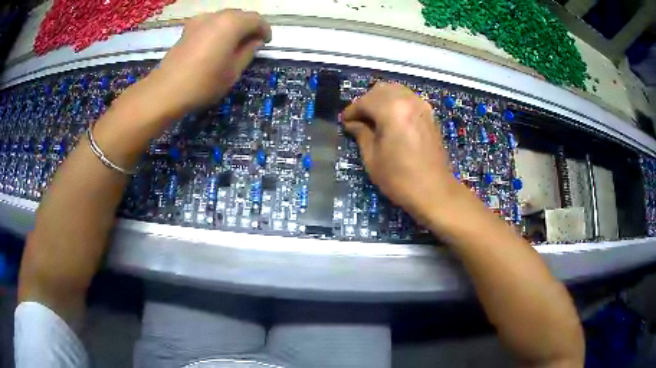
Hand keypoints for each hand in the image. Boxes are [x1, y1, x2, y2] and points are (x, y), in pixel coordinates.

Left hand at [148, 9, 271, 113]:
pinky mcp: (188, 29)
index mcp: (232, 23)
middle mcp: (217, 15)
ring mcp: (199, 20)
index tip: (266, 43)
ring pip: (224, 18)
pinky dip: (218, 29)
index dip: (264, 30)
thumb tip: (254, 41)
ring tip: (234, 44)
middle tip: (252, 44)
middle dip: (249, 27)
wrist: (166, 90)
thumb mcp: (234, 71)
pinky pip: (210, 23)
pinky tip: (216, 43)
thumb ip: (248, 51)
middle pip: (240, 15)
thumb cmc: (204, 82)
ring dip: (234, 27)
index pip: (256, 19)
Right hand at [342, 82, 459, 222]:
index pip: (365, 101)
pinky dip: (396, 103)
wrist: (434, 191)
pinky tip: (390, 119)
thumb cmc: (399, 178)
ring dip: (381, 99)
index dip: (352, 111)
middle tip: (358, 119)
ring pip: (396, 91)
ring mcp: (422, 106)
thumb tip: (352, 123)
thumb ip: (361, 134)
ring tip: (373, 118)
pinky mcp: (429, 114)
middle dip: (366, 101)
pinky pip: (408, 99)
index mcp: (392, 110)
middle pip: (381, 90)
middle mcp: (408, 101)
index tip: (344, 121)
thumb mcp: (372, 158)